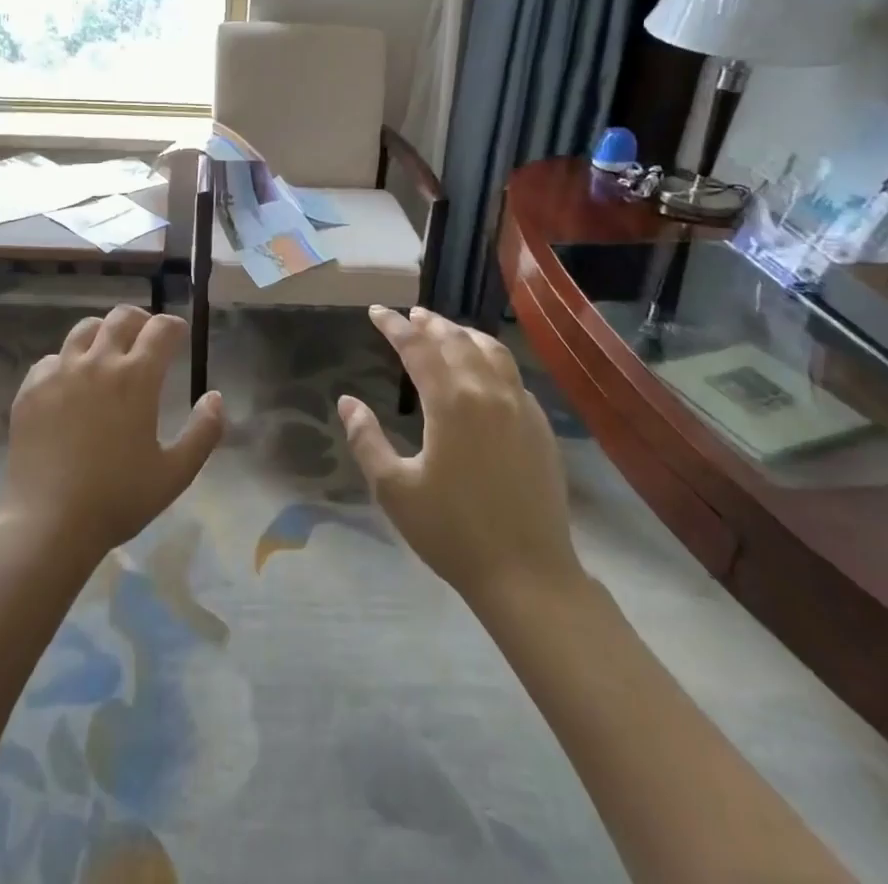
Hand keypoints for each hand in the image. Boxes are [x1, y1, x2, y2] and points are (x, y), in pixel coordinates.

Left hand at [0, 305, 223, 560]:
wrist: (47, 523)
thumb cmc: (118, 499)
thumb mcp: (175, 473)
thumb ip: (204, 431)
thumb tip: (215, 397)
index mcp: (136, 378)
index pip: (161, 329)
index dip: (174, 327)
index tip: (179, 335)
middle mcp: (97, 362)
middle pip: (121, 317)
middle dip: (141, 320)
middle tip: (147, 339)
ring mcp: (59, 372)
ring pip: (84, 329)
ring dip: (103, 333)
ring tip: (108, 353)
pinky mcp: (31, 389)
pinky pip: (52, 359)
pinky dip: (67, 362)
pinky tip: (70, 385)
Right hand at [338, 306, 585, 607]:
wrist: (527, 574)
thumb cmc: (451, 531)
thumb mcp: (393, 489)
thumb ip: (366, 439)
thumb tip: (347, 402)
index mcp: (451, 402)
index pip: (417, 347)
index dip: (394, 326)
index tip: (377, 312)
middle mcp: (488, 392)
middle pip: (456, 340)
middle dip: (429, 323)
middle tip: (410, 315)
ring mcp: (520, 407)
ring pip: (491, 351)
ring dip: (464, 334)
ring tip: (446, 330)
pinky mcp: (540, 427)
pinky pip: (513, 375)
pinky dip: (491, 358)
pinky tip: (484, 370)